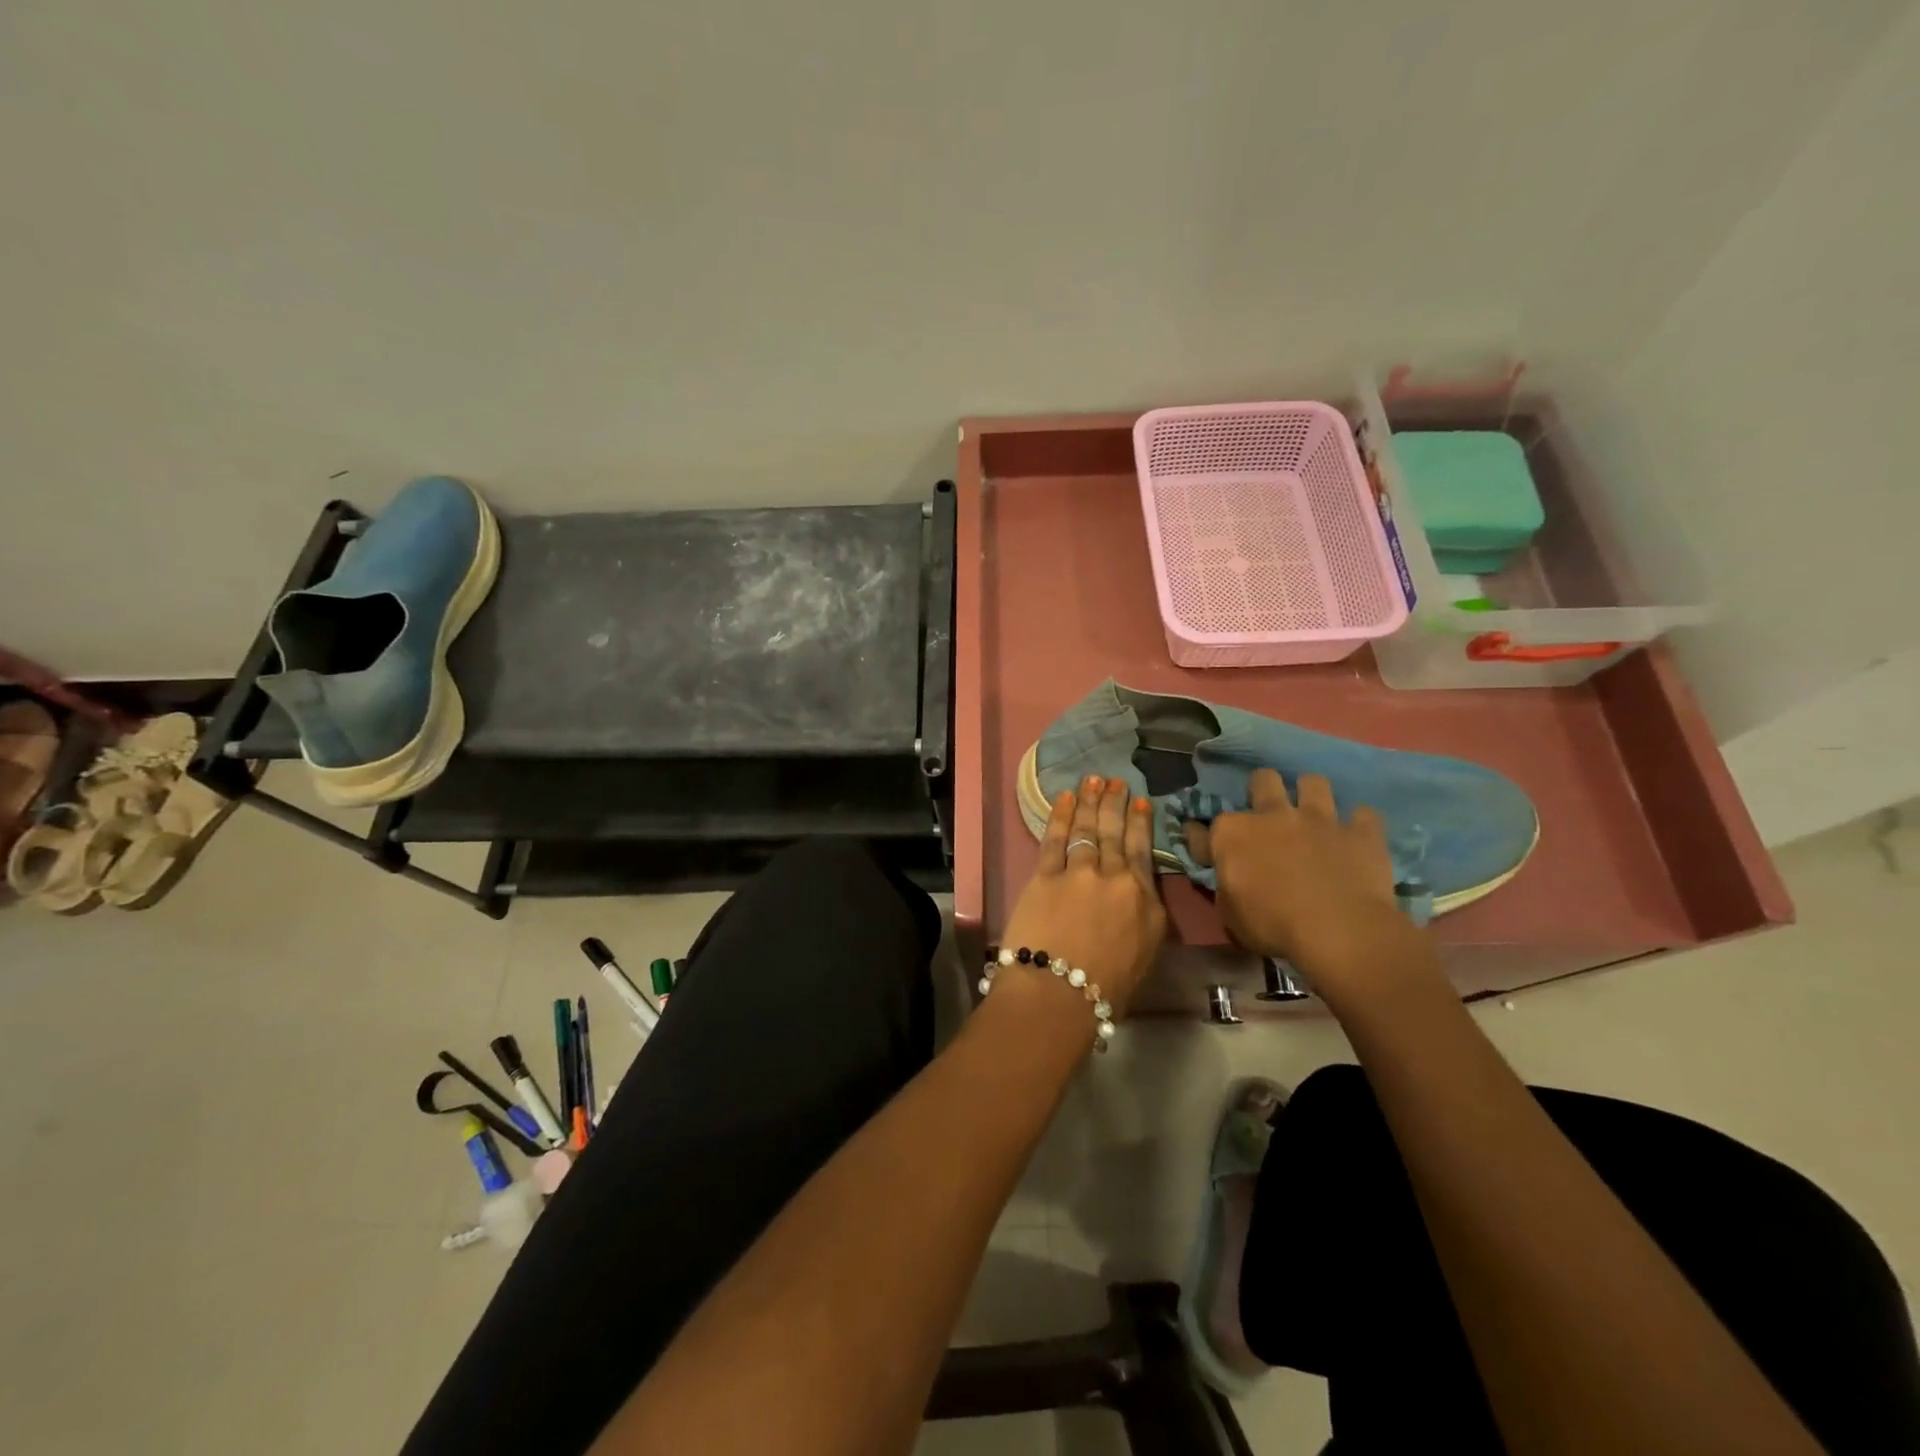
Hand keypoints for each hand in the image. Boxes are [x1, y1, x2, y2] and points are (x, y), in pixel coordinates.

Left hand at [1000, 775, 1166, 1015]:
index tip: (1141, 803)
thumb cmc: (1104, 993)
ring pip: (1088, 829)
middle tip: (1116, 781)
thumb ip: (1142, 922)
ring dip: (1090, 801)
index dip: (1141, 825)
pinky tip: (1064, 797)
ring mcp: (1082, 873)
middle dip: (1116, 804)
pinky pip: (1056, 838)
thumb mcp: (1143, 958)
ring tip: (1093, 779)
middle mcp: (1119, 880)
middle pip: (1116, 834)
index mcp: (1148, 904)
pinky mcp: (1047, 875)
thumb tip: (1136, 903)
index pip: (1144, 854)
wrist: (1060, 996)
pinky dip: (1061, 815)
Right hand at [1206, 769, 1435, 1003]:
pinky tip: (1355, 836)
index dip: (1201, 835)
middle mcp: (1273, 814)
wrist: (1339, 931)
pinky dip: (1359, 824)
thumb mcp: (1229, 913)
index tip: (1205, 846)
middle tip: (1267, 813)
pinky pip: (1364, 815)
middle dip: (1263, 789)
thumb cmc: (1273, 926)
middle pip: (1263, 779)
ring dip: (1310, 794)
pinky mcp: (1360, 832)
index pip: (1204, 826)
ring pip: (1314, 782)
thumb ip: (1224, 883)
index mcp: (1232, 834)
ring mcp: (1320, 819)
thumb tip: (1223, 870)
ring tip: (1312, 814)